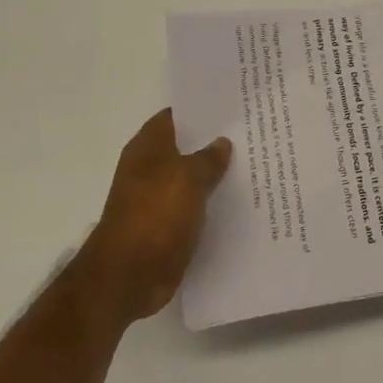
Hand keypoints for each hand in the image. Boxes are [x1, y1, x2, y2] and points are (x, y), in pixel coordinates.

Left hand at [71, 109, 231, 324]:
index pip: (175, 116)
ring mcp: (157, 199)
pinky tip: (240, 202)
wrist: (128, 275)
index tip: (232, 107)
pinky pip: (194, 208)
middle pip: (185, 148)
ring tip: (254, 165)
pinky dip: (211, 205)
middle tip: (252, 134)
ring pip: (192, 179)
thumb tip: (222, 143)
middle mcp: (149, 169)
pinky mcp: (166, 227)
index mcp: (148, 148)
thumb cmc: (155, 215)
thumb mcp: (188, 178)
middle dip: (214, 143)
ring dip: (215, 176)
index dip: (201, 110)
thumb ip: (208, 158)